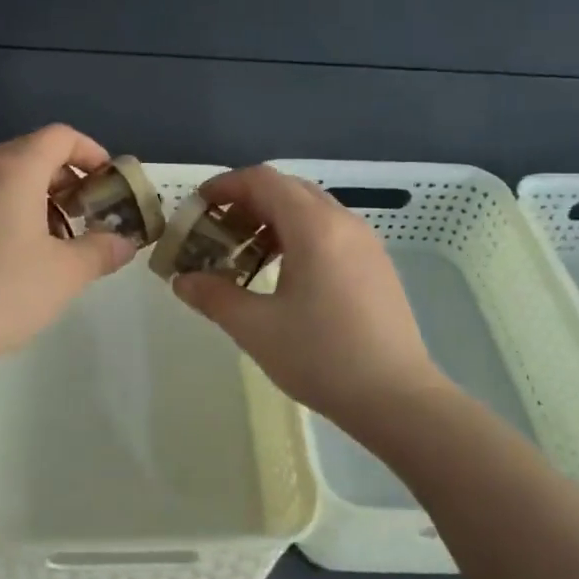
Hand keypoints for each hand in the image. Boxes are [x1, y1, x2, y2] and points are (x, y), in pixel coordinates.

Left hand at [0, 125, 135, 385]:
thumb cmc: (3, 294)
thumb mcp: (66, 274)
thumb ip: (102, 250)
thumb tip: (125, 242)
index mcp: (14, 170)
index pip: (59, 136)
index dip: (91, 151)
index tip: (108, 181)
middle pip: (31, 153)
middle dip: (66, 177)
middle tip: (88, 213)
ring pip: (4, 178)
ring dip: (38, 196)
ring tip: (56, 238)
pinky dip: (9, 211)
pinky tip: (16, 256)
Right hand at [173, 166, 442, 431]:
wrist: (397, 398)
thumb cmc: (322, 357)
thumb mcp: (256, 328)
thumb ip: (214, 296)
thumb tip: (181, 280)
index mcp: (314, 227)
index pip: (263, 181)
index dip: (225, 186)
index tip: (198, 207)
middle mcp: (343, 222)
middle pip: (288, 189)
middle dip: (247, 202)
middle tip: (216, 232)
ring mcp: (365, 242)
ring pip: (311, 210)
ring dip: (273, 220)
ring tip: (245, 254)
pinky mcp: (376, 264)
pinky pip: (330, 231)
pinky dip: (298, 236)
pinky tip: (283, 274)